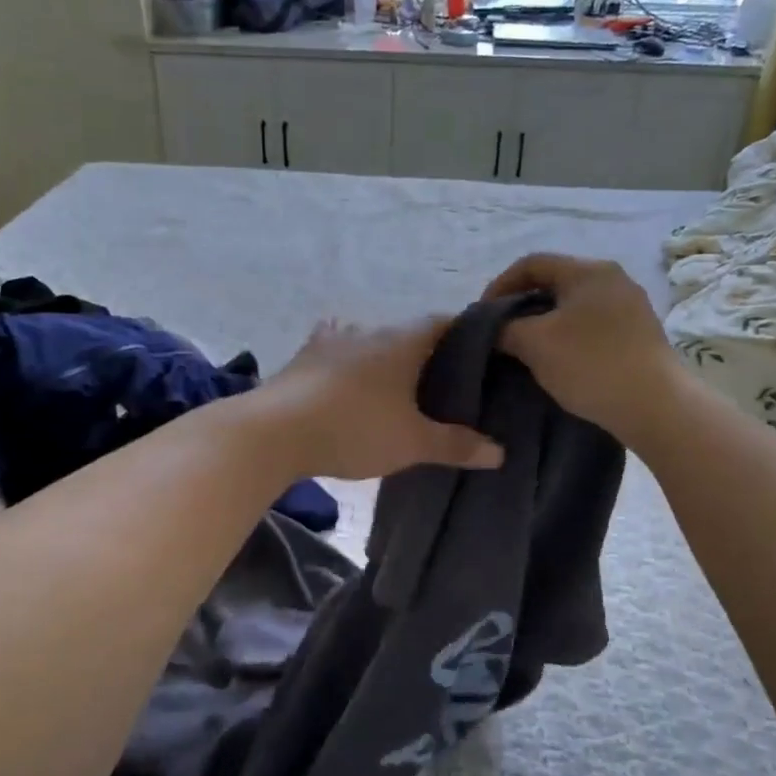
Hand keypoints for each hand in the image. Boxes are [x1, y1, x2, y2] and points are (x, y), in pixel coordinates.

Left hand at [259, 318, 504, 480]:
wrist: (275, 431)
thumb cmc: (355, 429)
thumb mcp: (412, 443)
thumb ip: (456, 445)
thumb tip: (500, 452)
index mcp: (403, 342)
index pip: (444, 322)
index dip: (465, 334)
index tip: (480, 354)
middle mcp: (369, 330)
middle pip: (406, 333)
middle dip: (423, 353)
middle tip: (439, 383)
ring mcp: (331, 340)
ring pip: (368, 340)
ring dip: (381, 356)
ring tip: (391, 385)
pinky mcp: (303, 357)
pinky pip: (333, 352)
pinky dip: (344, 362)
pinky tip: (342, 378)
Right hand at [483, 253, 683, 446]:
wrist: (656, 407)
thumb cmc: (590, 364)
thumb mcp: (535, 344)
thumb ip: (505, 328)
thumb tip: (494, 328)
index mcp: (588, 271)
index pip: (532, 263)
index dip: (500, 285)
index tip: (482, 315)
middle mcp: (613, 279)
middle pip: (554, 282)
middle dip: (522, 305)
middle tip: (501, 332)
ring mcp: (631, 306)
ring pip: (574, 306)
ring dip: (545, 323)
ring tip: (525, 349)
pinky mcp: (640, 334)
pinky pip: (592, 325)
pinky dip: (568, 336)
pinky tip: (558, 360)